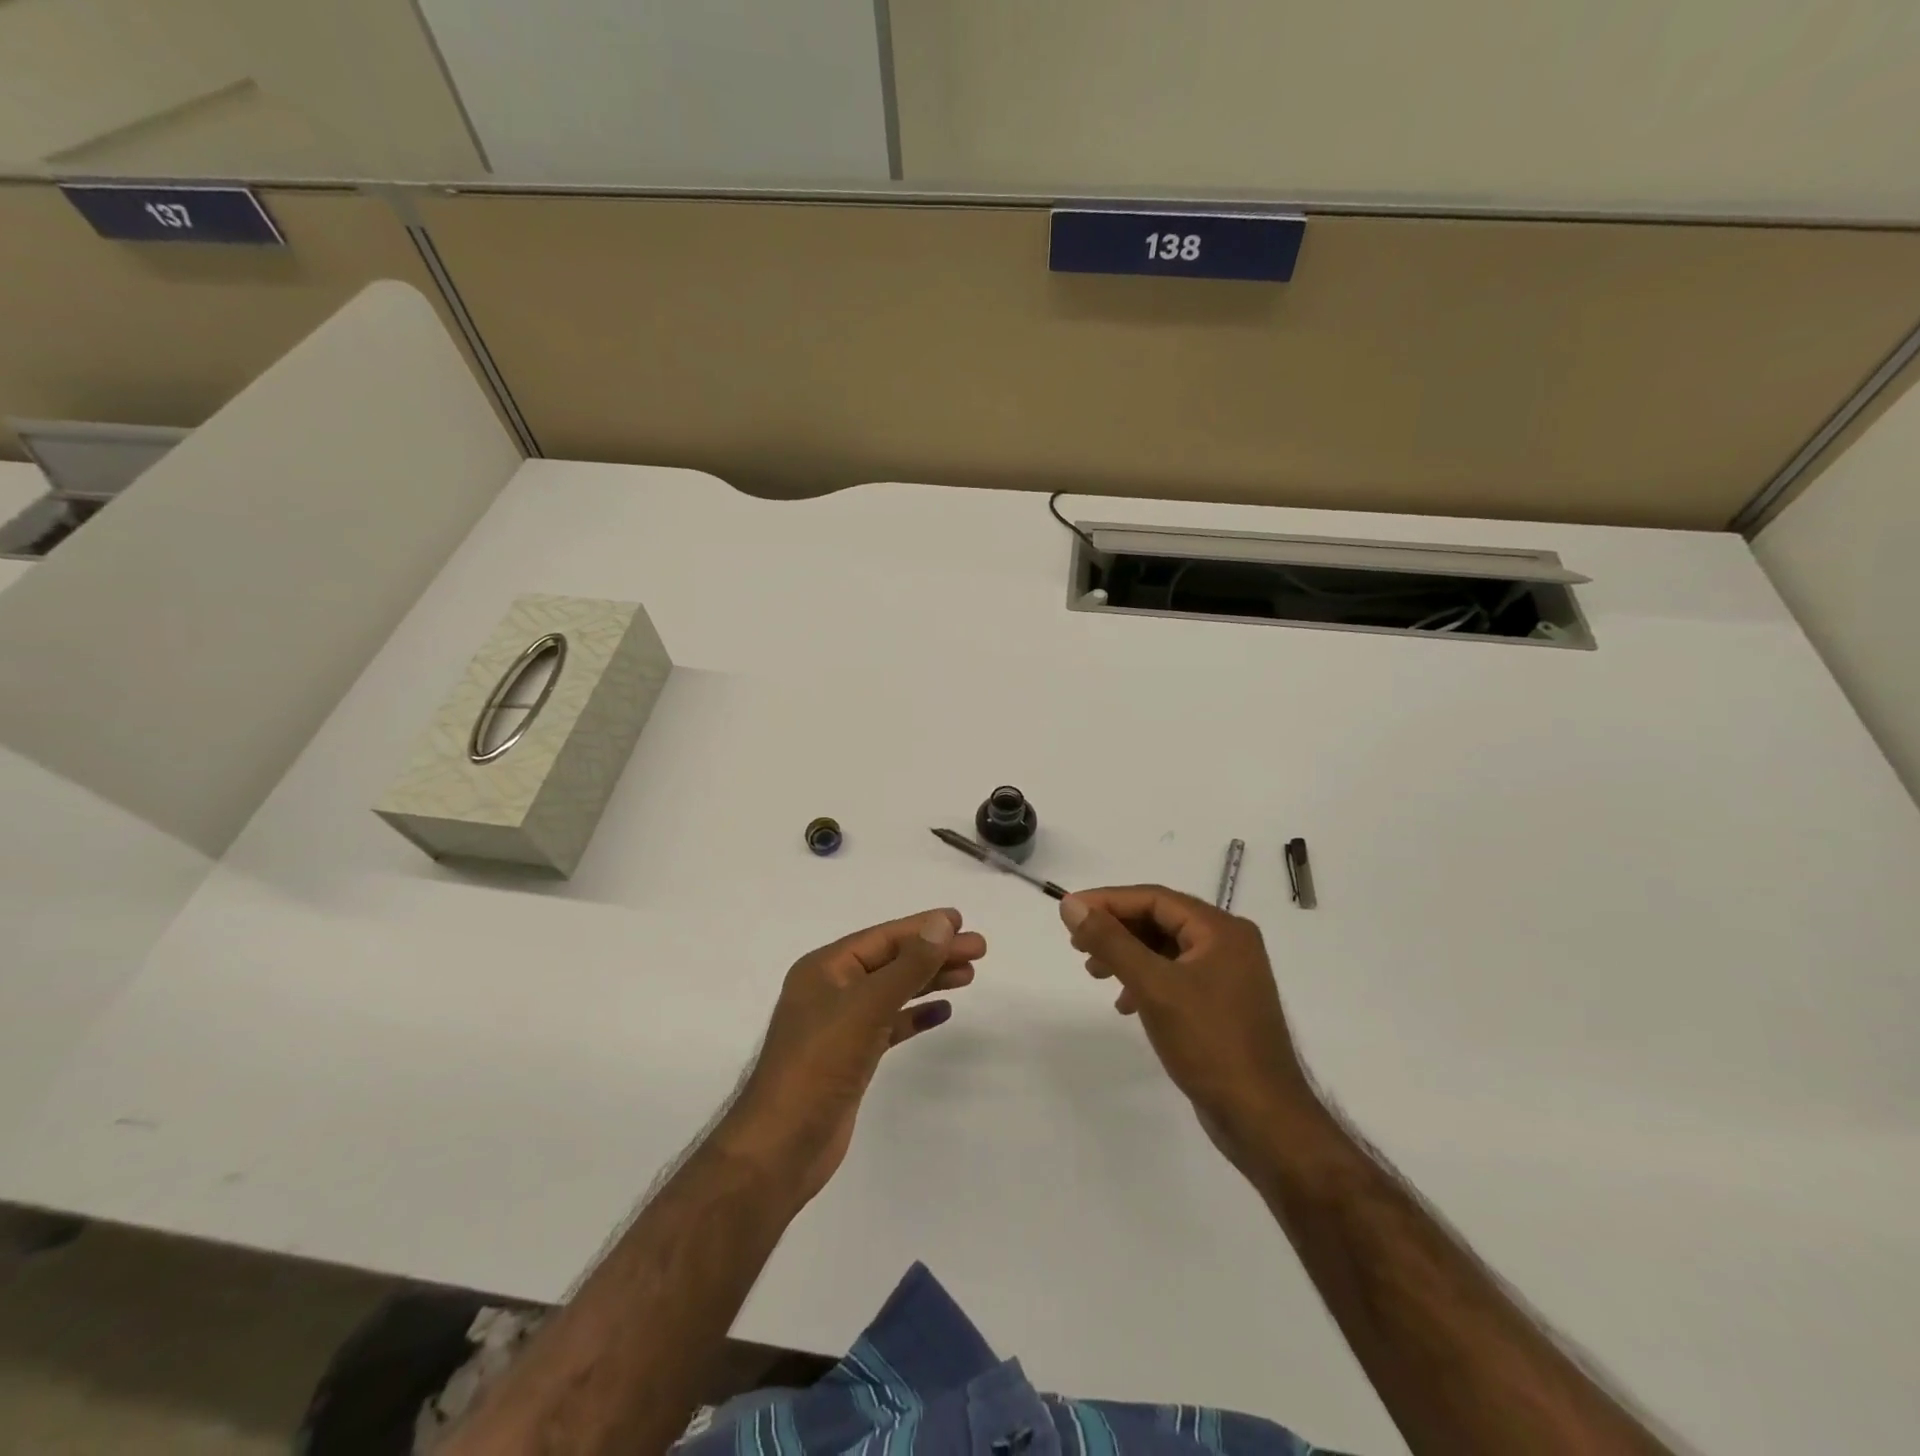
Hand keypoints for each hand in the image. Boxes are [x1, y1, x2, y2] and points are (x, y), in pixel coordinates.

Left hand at [717, 909, 983, 1206]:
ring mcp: (841, 1025)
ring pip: (893, 992)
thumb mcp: (867, 1006)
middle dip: (934, 954)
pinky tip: (943, 1012)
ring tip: (970, 975)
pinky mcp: (851, 1058)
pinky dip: (915, 1016)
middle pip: (892, 962)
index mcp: (825, 968)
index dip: (924, 927)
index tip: (962, 921)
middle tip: (980, 949)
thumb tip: (943, 924)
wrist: (781, 1148)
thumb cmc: (819, 1065)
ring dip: (929, 981)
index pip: (884, 937)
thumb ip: (908, 965)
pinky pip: (890, 1025)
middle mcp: (831, 989)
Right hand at [1061, 885, 1320, 1166]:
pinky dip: (1146, 981)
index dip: (1108, 901)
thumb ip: (1110, 941)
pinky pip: (1176, 975)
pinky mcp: (1223, 1004)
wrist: (1263, 1119)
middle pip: (1161, 920)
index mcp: (1221, 929)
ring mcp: (1229, 975)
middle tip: (1078, 946)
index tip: (1069, 911)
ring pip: (1166, 949)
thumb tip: (1071, 904)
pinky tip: (1126, 1004)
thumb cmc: (1209, 1043)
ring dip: (1128, 956)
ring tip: (1095, 973)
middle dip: (1117, 930)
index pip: (1155, 898)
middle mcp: (1229, 943)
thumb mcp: (1153, 986)